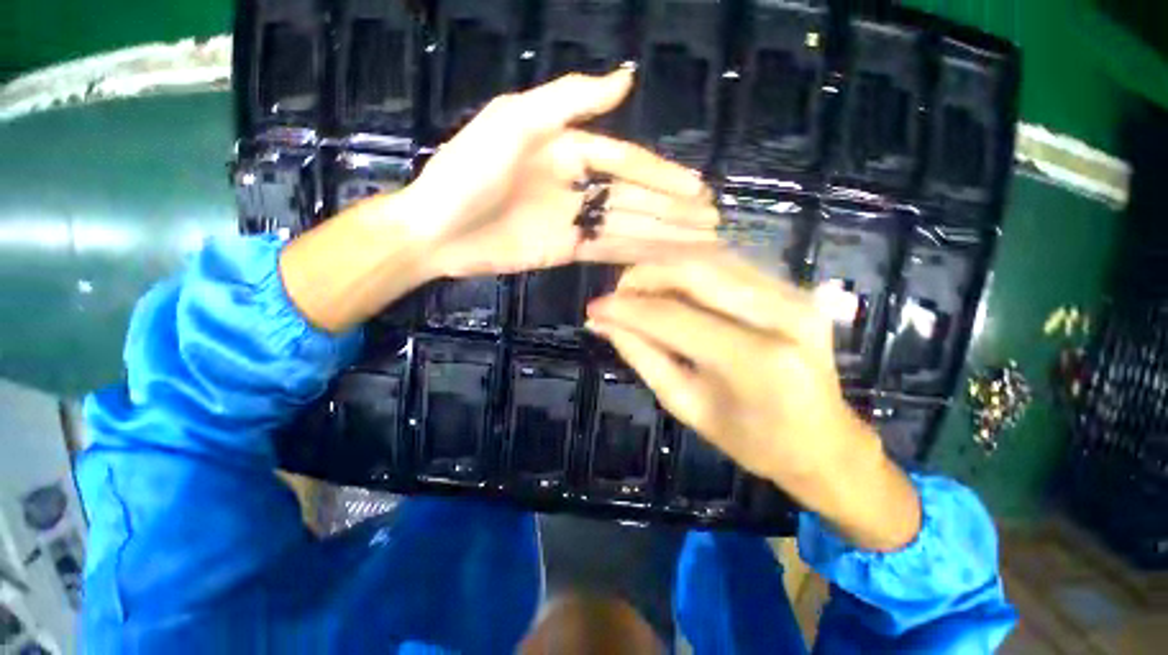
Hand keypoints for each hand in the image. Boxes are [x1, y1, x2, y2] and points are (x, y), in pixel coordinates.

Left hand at [401, 68, 718, 276]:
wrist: (437, 229)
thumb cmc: (468, 171)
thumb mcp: (515, 121)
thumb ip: (570, 101)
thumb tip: (626, 77)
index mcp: (569, 149)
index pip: (627, 163)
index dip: (664, 176)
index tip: (698, 190)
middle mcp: (577, 185)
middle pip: (636, 199)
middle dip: (674, 211)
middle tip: (711, 221)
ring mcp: (574, 221)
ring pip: (628, 226)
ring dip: (663, 235)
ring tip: (699, 242)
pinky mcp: (567, 251)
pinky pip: (608, 249)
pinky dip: (635, 253)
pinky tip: (661, 257)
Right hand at [585, 252, 920, 550]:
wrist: (825, 443)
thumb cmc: (753, 440)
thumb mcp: (686, 404)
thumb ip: (643, 356)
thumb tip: (603, 323)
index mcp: (756, 361)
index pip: (673, 317)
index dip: (625, 308)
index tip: (593, 309)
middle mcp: (782, 315)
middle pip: (696, 268)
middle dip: (644, 274)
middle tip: (616, 292)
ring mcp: (795, 295)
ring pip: (712, 256)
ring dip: (665, 266)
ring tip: (637, 289)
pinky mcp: (794, 288)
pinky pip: (729, 263)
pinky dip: (690, 267)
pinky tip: (669, 285)